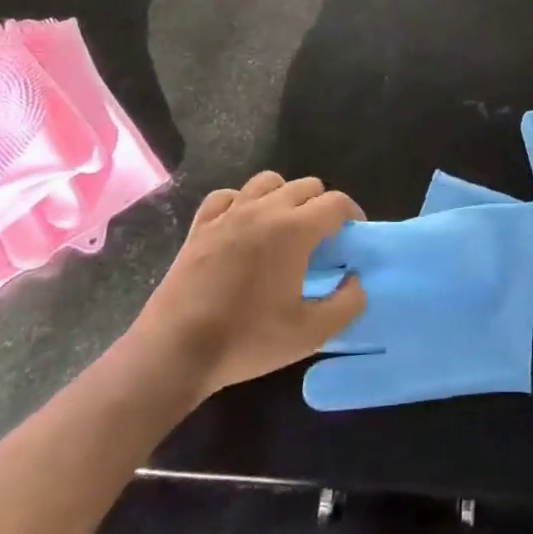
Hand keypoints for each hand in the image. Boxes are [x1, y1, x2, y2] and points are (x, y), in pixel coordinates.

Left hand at [126, 172, 366, 407]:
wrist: (175, 351)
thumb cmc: (247, 340)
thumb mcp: (310, 334)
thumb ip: (347, 304)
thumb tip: (357, 282)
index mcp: (295, 229)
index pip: (336, 203)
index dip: (353, 215)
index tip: (353, 237)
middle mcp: (265, 209)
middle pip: (306, 186)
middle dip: (322, 206)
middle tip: (322, 238)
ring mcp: (229, 214)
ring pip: (267, 182)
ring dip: (284, 196)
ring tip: (284, 225)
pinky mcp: (200, 226)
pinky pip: (227, 196)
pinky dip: (241, 202)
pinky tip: (242, 224)